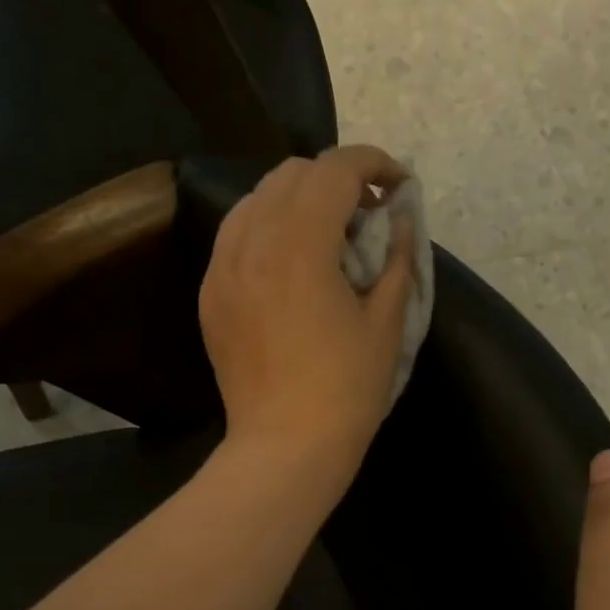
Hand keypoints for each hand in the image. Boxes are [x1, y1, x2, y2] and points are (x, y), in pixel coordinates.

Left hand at [198, 146, 414, 492]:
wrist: (285, 445)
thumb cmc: (346, 388)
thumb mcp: (387, 321)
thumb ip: (397, 257)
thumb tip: (399, 218)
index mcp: (300, 242)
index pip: (335, 170)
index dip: (373, 163)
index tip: (397, 184)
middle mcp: (251, 241)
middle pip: (291, 174)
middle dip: (336, 179)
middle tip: (366, 214)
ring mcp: (222, 267)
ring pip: (256, 199)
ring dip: (297, 199)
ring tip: (326, 235)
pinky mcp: (210, 294)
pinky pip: (235, 236)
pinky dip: (266, 229)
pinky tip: (289, 263)